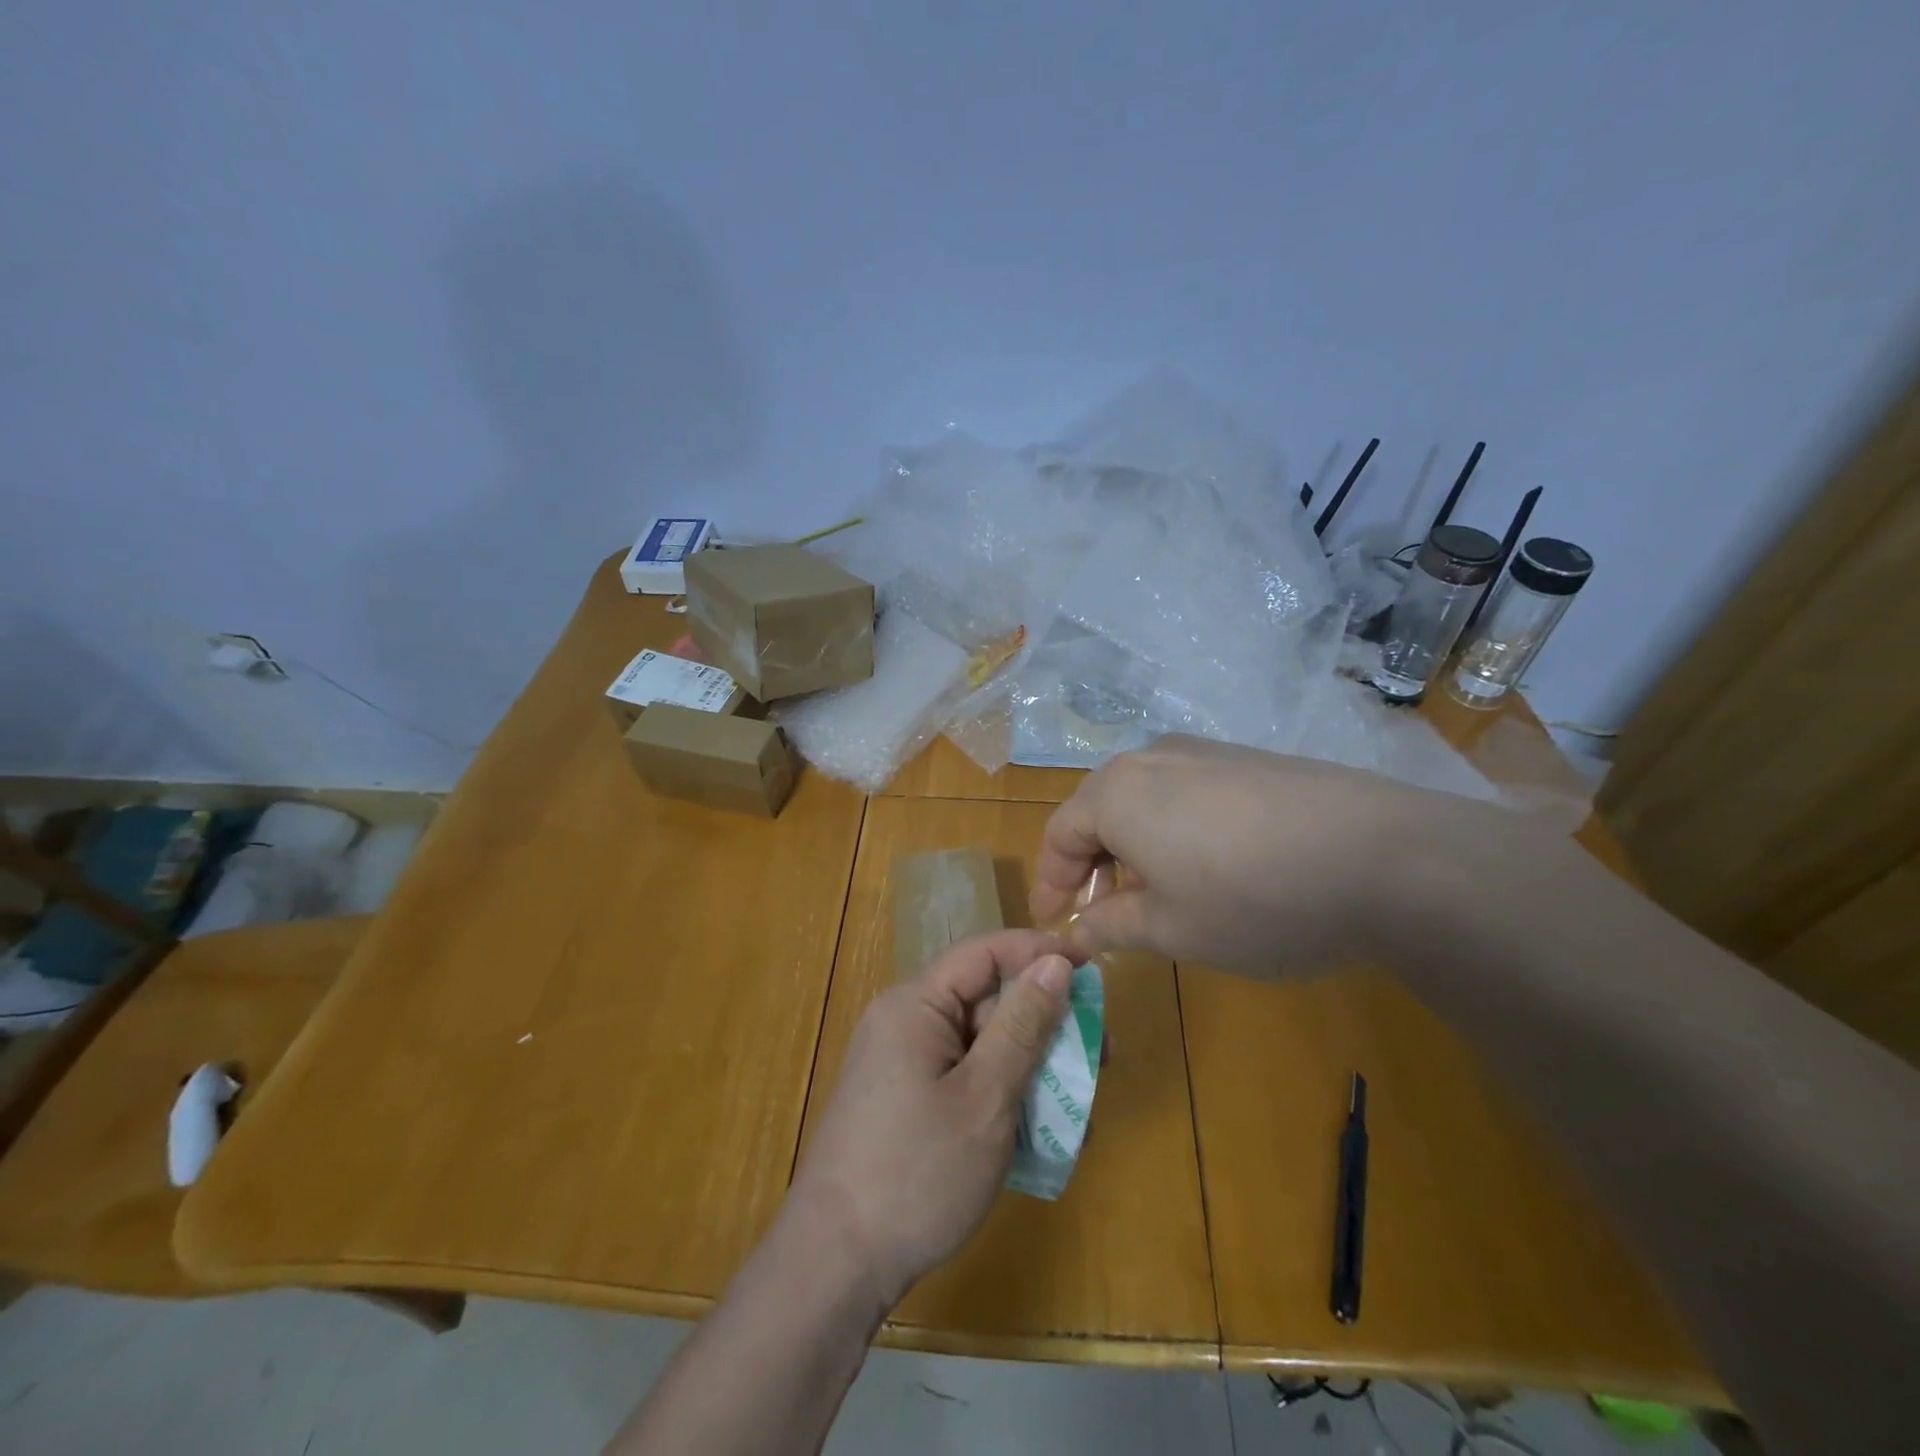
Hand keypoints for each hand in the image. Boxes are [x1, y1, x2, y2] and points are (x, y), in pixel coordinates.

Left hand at [787, 929, 1074, 1307]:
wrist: (836, 1263)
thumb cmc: (917, 1172)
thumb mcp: (984, 1097)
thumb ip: (1022, 1025)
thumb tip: (1055, 962)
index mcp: (916, 1004)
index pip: (985, 953)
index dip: (1040, 951)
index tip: (1093, 967)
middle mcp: (905, 1022)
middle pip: (985, 999)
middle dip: (1044, 1021)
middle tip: (1100, 1050)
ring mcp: (903, 1064)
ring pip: (980, 1044)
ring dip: (1030, 1064)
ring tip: (1079, 1099)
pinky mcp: (906, 1101)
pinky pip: (964, 1077)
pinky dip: (1003, 1092)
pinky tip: (1039, 1129)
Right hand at [1031, 734, 1525, 975]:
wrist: (1385, 856)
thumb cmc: (1253, 899)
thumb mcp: (1171, 929)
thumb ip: (1112, 926)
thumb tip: (1078, 931)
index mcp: (1116, 792)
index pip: (1059, 833)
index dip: (1051, 882)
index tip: (1053, 924)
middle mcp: (1151, 758)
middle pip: (1098, 810)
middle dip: (1092, 864)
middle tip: (1101, 913)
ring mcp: (1204, 752)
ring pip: (1144, 799)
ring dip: (1133, 847)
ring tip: (1154, 894)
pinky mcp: (1248, 759)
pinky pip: (1186, 793)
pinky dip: (1173, 830)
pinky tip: (1207, 866)